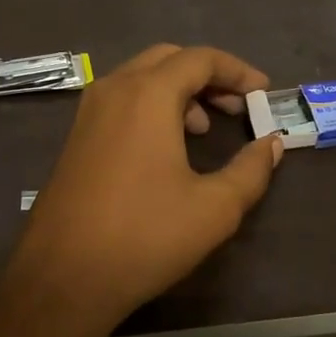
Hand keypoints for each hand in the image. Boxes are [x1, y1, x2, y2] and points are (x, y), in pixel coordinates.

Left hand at [17, 44, 284, 328]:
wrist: (63, 277)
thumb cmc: (145, 236)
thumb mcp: (214, 208)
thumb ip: (251, 170)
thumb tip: (272, 144)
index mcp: (148, 94)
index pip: (200, 59)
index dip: (237, 71)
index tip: (262, 92)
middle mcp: (114, 89)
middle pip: (168, 59)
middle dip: (207, 76)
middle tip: (236, 106)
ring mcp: (89, 111)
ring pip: (141, 77)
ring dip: (178, 90)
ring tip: (204, 128)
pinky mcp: (76, 135)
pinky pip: (121, 100)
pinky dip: (151, 105)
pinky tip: (166, 146)